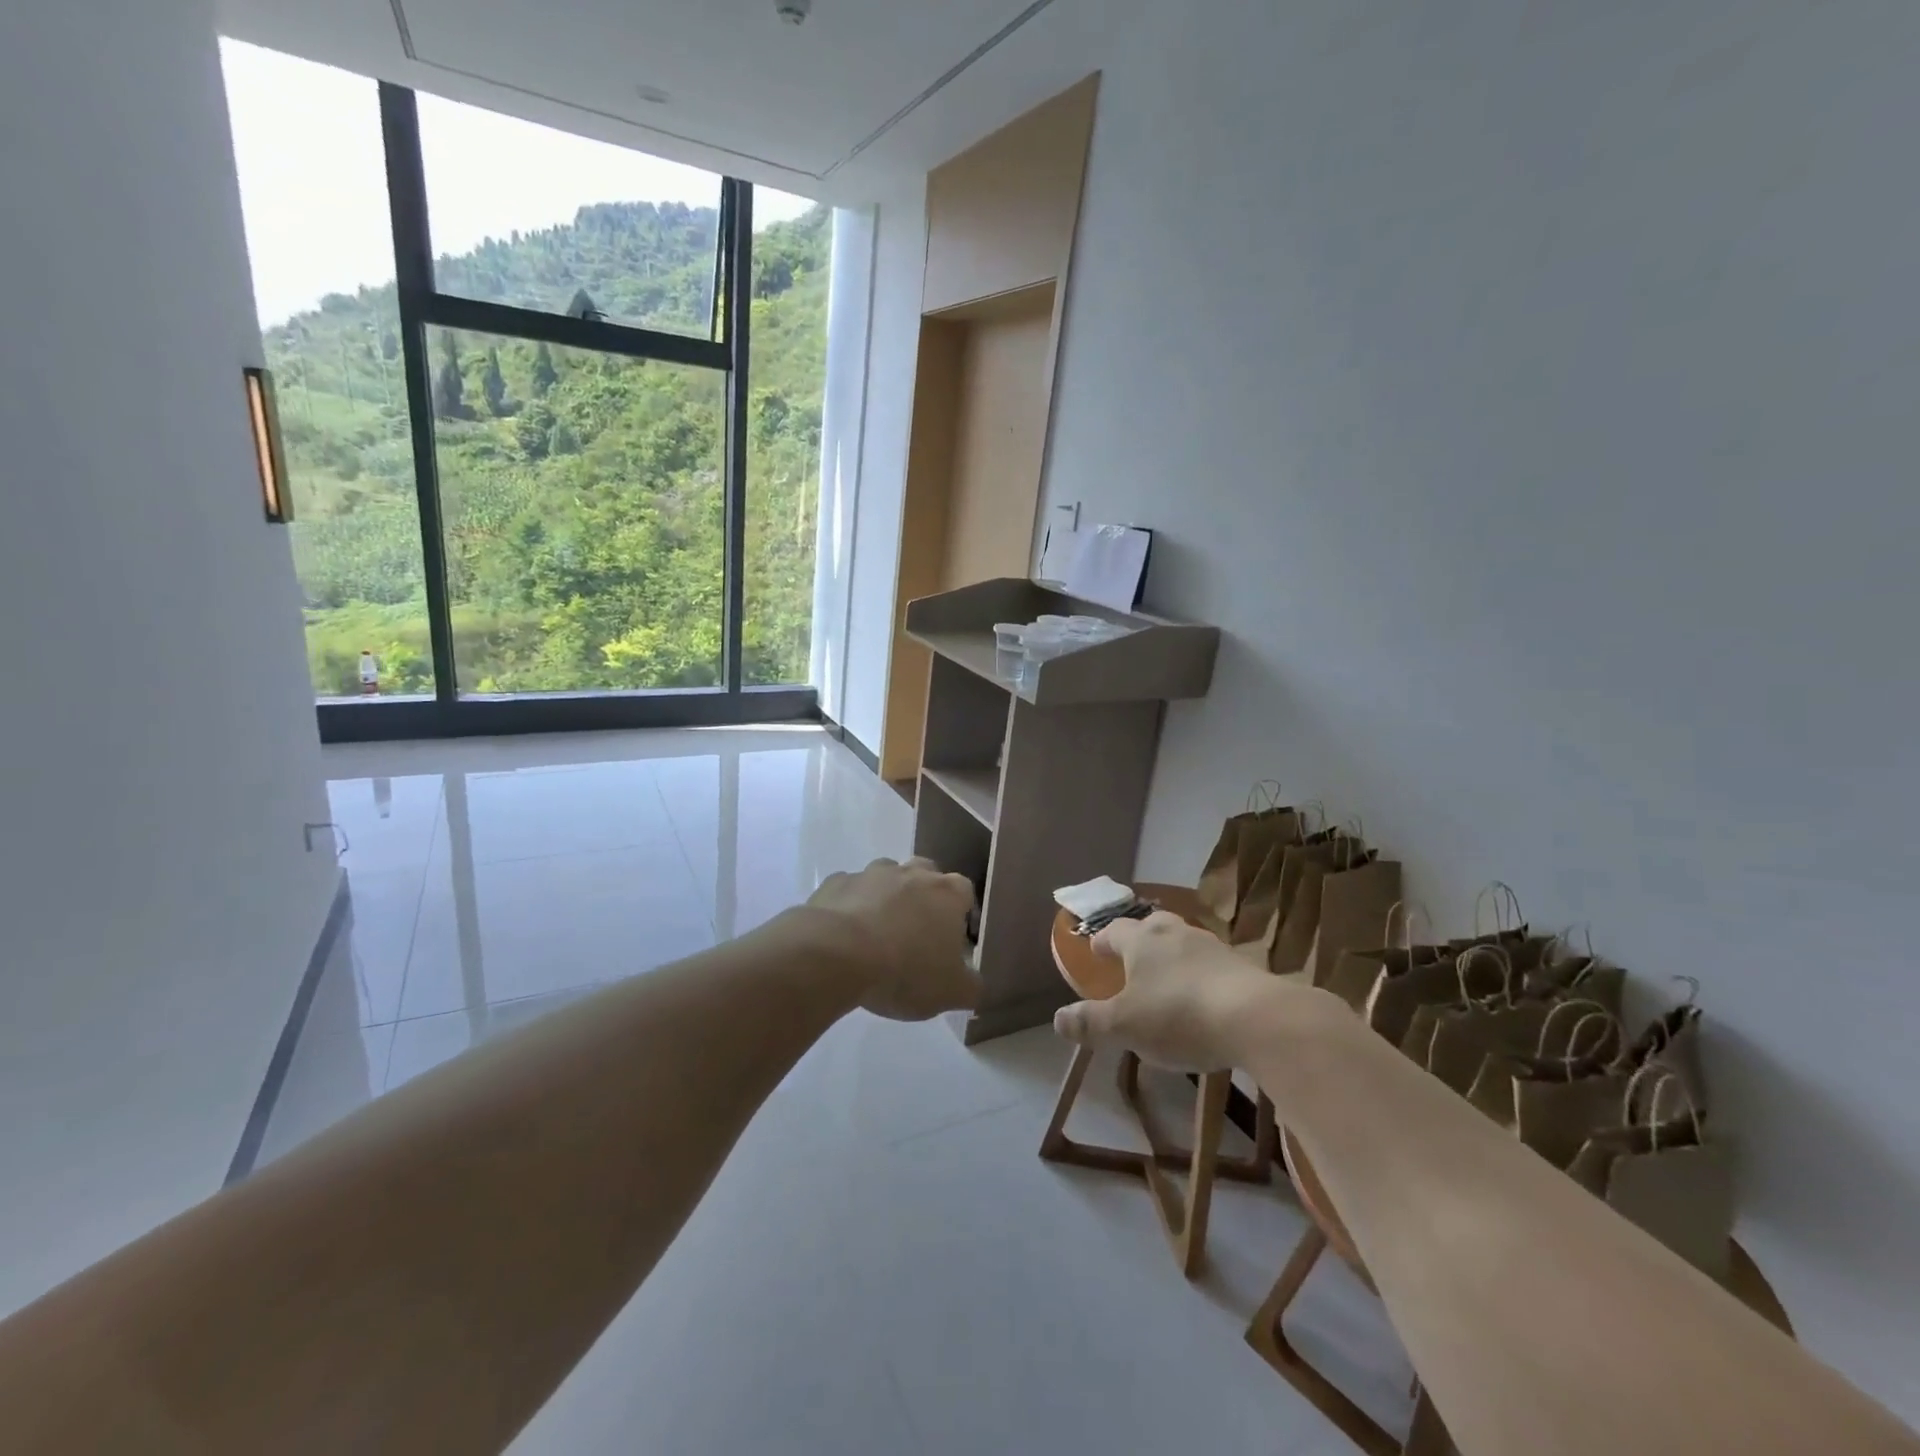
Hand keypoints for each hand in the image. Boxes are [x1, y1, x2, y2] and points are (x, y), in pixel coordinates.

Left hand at [804, 857, 980, 1020]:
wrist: (836, 955)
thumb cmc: (905, 970)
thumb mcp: (951, 993)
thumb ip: (971, 986)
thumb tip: (974, 984)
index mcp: (948, 893)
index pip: (965, 893)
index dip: (961, 915)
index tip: (953, 941)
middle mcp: (912, 873)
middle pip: (926, 875)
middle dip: (924, 897)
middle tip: (916, 933)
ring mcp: (871, 873)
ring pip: (886, 878)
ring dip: (886, 898)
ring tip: (878, 934)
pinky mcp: (836, 883)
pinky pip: (849, 892)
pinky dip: (850, 906)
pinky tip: (844, 935)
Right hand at [1053, 910, 1278, 1070]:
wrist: (1257, 1019)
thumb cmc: (1178, 1015)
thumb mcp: (1125, 1026)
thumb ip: (1091, 1022)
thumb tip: (1057, 1019)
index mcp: (1142, 940)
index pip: (1114, 931)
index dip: (1103, 942)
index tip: (1097, 950)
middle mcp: (1175, 933)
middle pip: (1151, 926)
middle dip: (1139, 941)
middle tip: (1132, 960)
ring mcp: (1211, 946)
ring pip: (1183, 943)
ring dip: (1172, 957)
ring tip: (1166, 982)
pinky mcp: (1241, 966)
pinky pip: (1211, 965)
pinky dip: (1200, 976)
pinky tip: (1202, 1001)